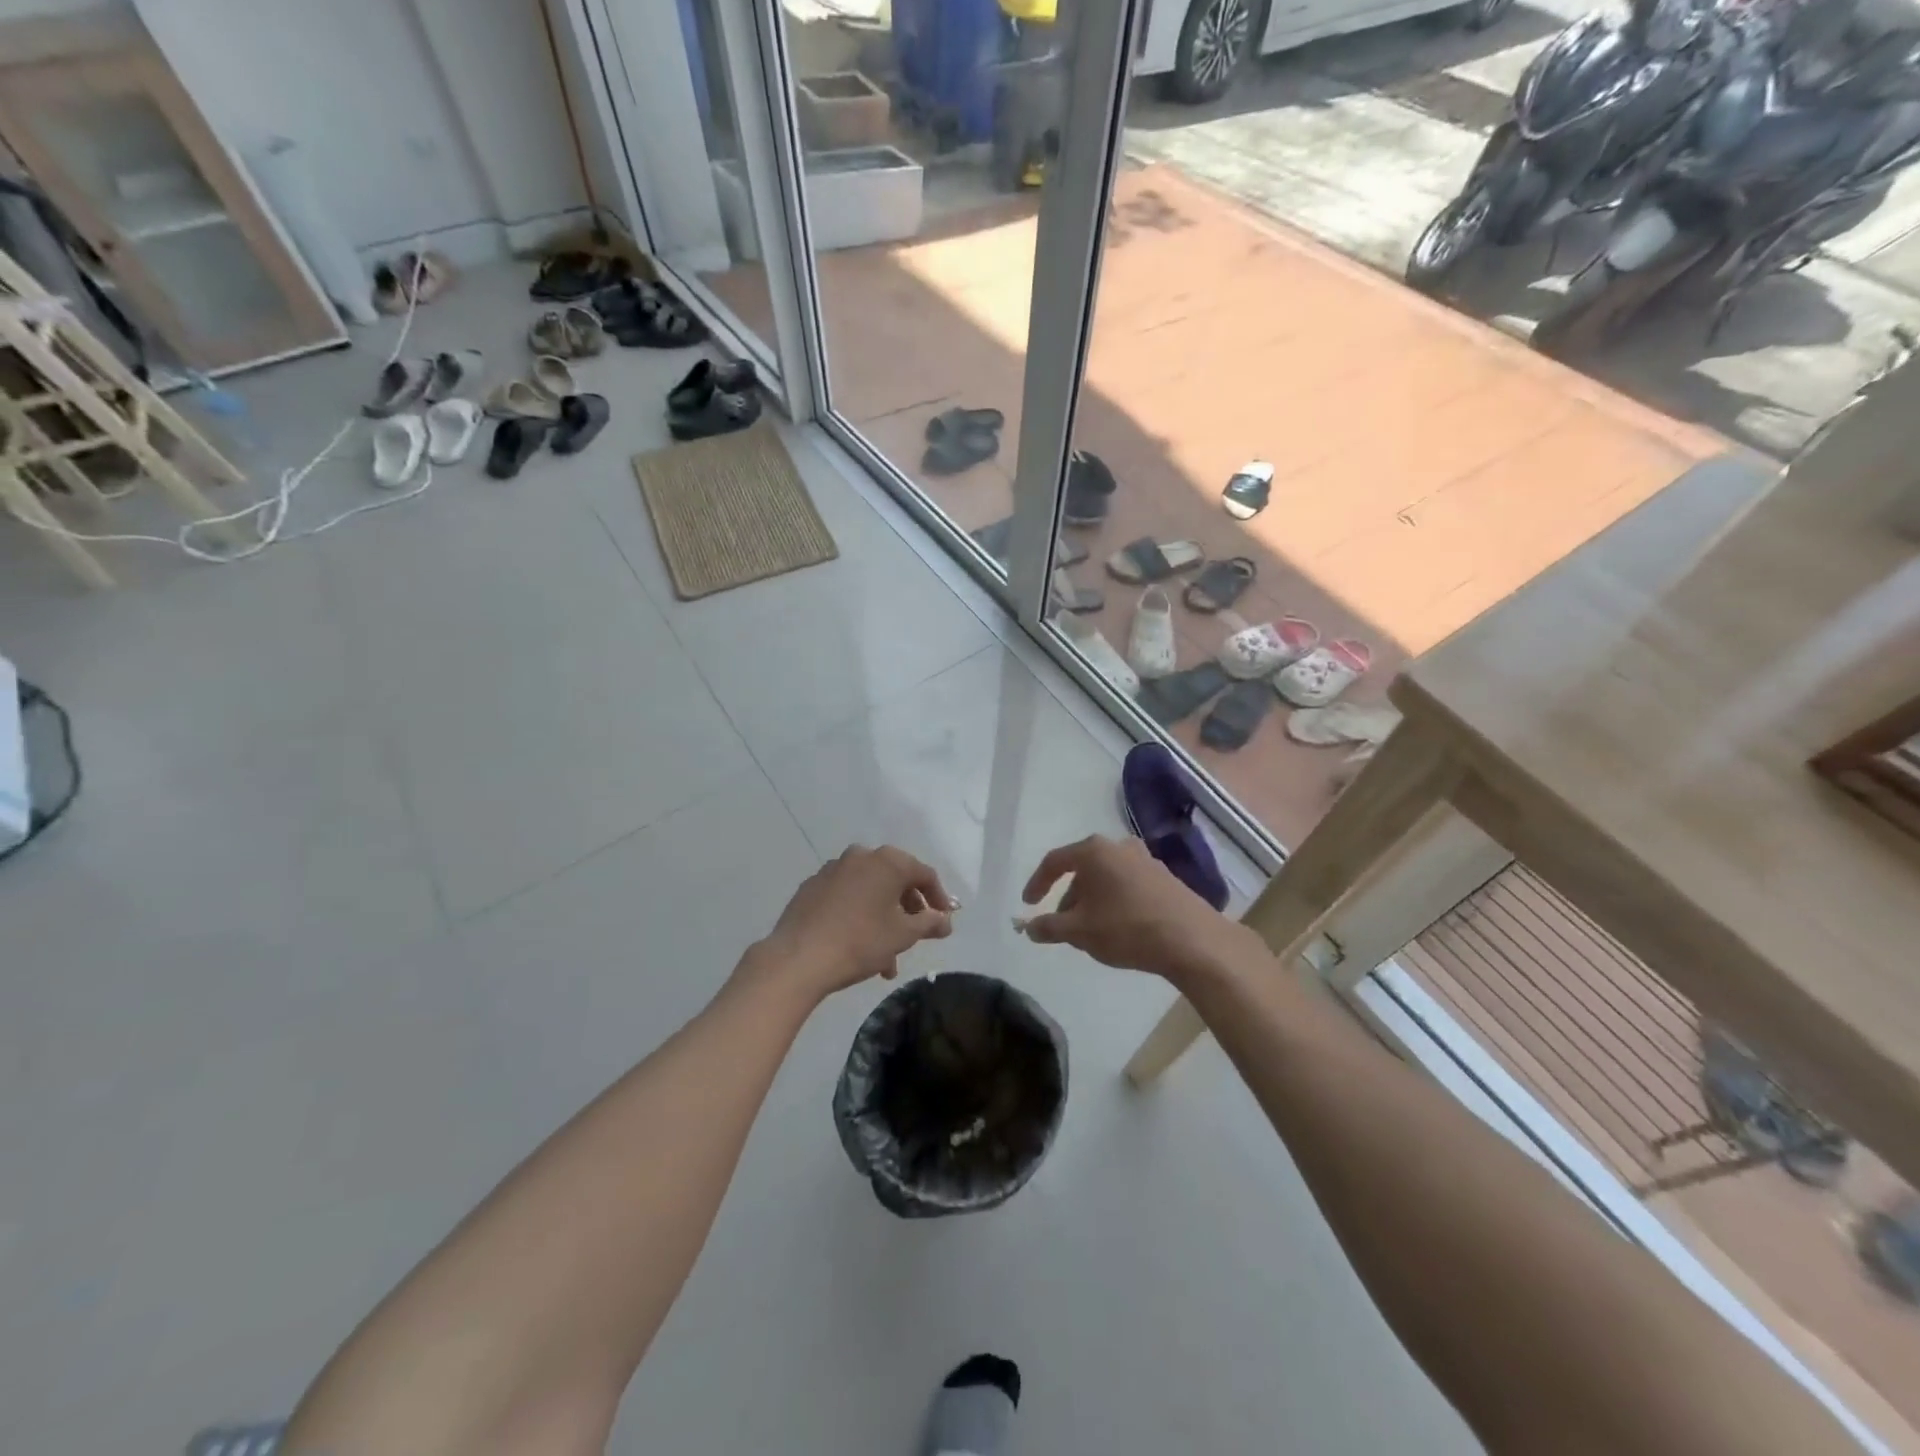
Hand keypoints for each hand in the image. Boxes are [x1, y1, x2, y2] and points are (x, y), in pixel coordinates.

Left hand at [747, 845, 956, 1001]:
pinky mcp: (811, 887)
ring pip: (869, 891)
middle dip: (908, 911)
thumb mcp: (903, 935)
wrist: (798, 958)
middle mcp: (860, 856)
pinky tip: (857, 944)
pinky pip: (846, 897)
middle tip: (916, 937)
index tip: (944, 921)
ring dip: (883, 919)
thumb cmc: (860, 942)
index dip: (938, 898)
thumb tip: (945, 920)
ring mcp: (832, 870)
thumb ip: (930, 923)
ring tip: (886, 960)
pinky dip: (858, 914)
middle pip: (895, 880)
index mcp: (887, 861)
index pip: (924, 874)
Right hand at [1021, 835, 1257, 986]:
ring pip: (1106, 878)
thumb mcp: (1079, 931)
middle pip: (1082, 869)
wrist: (1192, 940)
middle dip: (1068, 897)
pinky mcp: (1164, 877)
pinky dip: (1114, 902)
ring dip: (1092, 901)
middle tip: (1062, 925)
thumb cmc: (1126, 928)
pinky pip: (1127, 885)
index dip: (1037, 883)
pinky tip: (1117, 928)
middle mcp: (1118, 846)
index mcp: (1093, 851)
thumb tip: (1029, 927)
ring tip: (1089, 931)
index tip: (1028, 905)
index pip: (1054, 861)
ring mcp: (1145, 860)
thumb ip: (1048, 927)